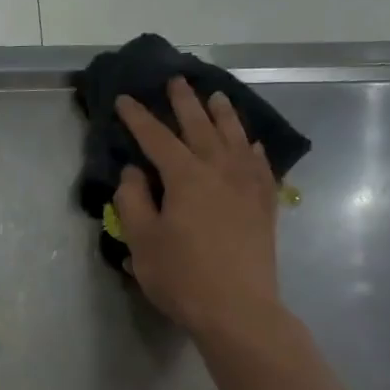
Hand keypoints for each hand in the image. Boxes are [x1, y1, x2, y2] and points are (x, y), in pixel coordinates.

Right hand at [114, 79, 285, 348]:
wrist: (238, 309)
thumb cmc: (181, 276)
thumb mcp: (142, 241)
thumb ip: (133, 200)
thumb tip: (133, 172)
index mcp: (185, 177)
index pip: (156, 138)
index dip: (138, 118)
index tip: (124, 99)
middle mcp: (220, 170)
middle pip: (200, 127)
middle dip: (184, 103)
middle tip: (175, 80)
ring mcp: (247, 186)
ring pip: (235, 138)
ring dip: (223, 115)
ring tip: (215, 96)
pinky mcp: (265, 205)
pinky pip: (260, 165)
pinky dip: (251, 148)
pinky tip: (248, 144)